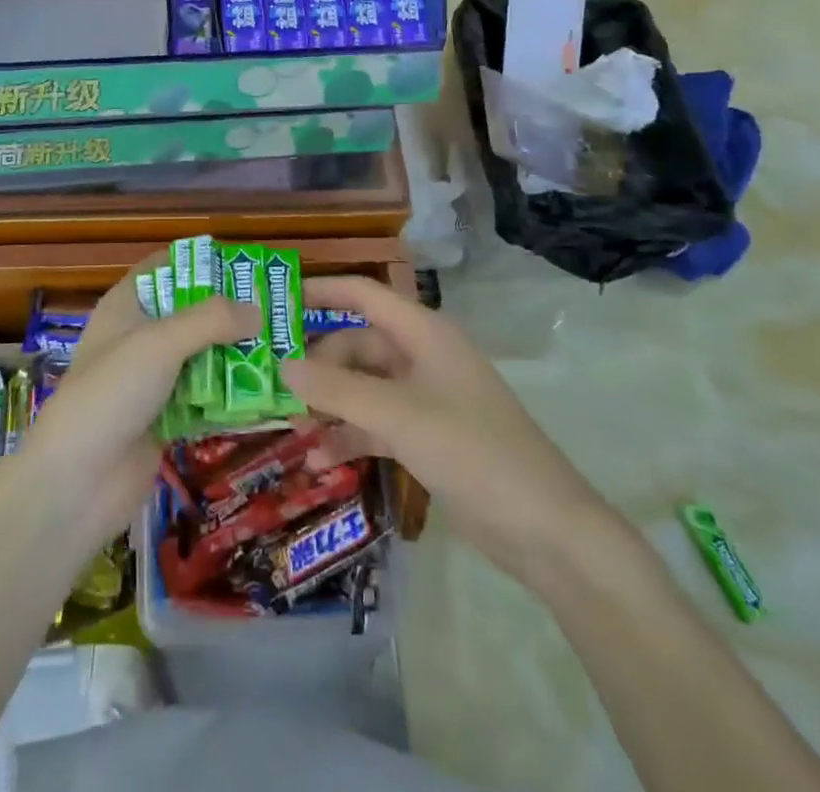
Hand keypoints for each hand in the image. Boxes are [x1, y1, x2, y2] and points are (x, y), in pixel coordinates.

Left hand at [20, 257, 259, 548]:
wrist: (76, 483)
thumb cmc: (111, 393)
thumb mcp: (159, 343)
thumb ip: (211, 320)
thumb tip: (258, 310)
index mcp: (127, 305)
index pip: (166, 268)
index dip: (203, 263)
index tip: (248, 266)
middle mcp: (140, 336)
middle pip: (192, 313)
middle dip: (232, 312)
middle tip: (280, 310)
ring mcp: (153, 379)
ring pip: (203, 355)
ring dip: (237, 354)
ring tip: (285, 348)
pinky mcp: (166, 417)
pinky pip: (206, 396)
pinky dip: (231, 393)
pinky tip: (269, 391)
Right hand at [280, 276, 609, 578]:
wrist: (544, 529)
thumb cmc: (472, 450)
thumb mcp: (398, 415)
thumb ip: (337, 389)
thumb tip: (282, 365)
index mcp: (423, 333)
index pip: (362, 294)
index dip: (320, 291)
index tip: (275, 302)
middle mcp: (421, 357)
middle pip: (357, 345)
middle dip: (318, 365)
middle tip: (277, 389)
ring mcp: (424, 398)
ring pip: (363, 387)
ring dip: (329, 404)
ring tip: (292, 428)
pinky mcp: (425, 436)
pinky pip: (375, 423)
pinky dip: (348, 436)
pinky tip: (319, 459)